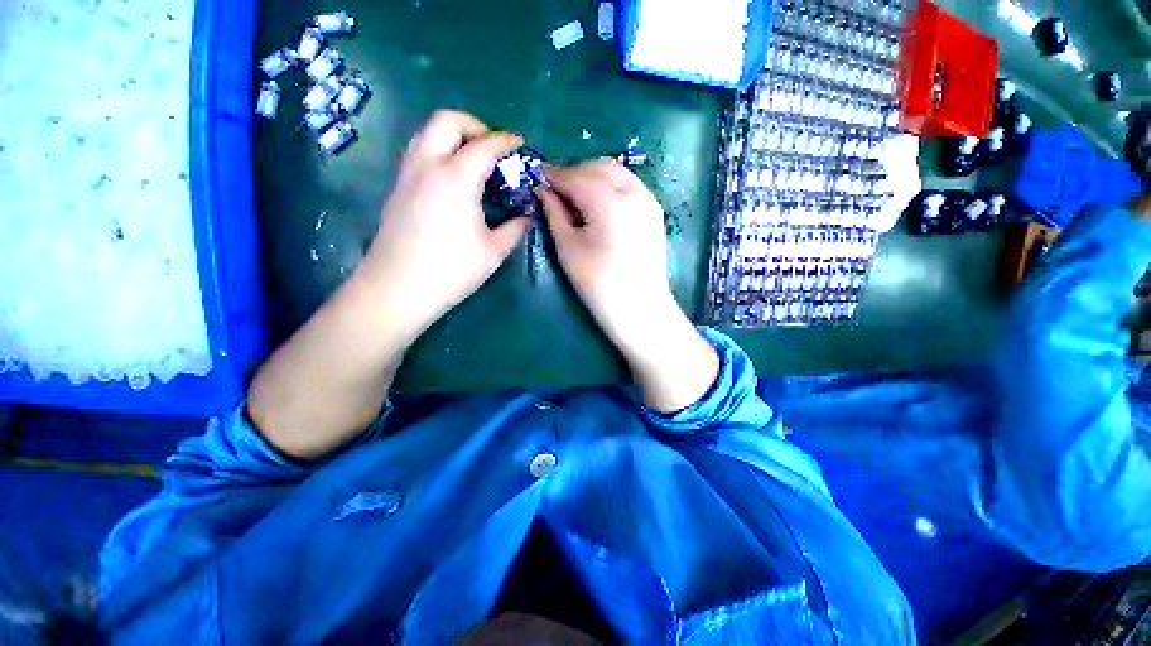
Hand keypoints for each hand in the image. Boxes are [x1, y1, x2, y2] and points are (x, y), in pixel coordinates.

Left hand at [357, 110, 531, 344]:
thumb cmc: (451, 270)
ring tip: (473, 161)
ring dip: (453, 136)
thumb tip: (526, 216)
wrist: (397, 289)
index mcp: (456, 178)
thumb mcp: (493, 251)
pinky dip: (439, 151)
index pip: (484, 145)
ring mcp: (407, 174)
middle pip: (447, 120)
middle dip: (474, 125)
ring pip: (427, 133)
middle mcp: (427, 165)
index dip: (505, 140)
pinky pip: (419, 153)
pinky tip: (453, 180)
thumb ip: (514, 229)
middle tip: (492, 148)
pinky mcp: (397, 188)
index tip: (520, 143)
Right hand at [538, 160, 675, 340]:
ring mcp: (648, 200)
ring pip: (617, 173)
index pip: (577, 176)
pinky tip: (599, 203)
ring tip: (576, 195)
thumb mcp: (568, 249)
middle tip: (556, 188)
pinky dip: (611, 185)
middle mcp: (633, 192)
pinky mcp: (655, 212)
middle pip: (599, 167)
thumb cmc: (599, 285)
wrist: (640, 309)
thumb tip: (544, 190)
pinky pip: (629, 185)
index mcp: (609, 203)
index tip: (539, 176)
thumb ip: (555, 214)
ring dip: (593, 175)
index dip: (555, 174)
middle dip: (575, 171)